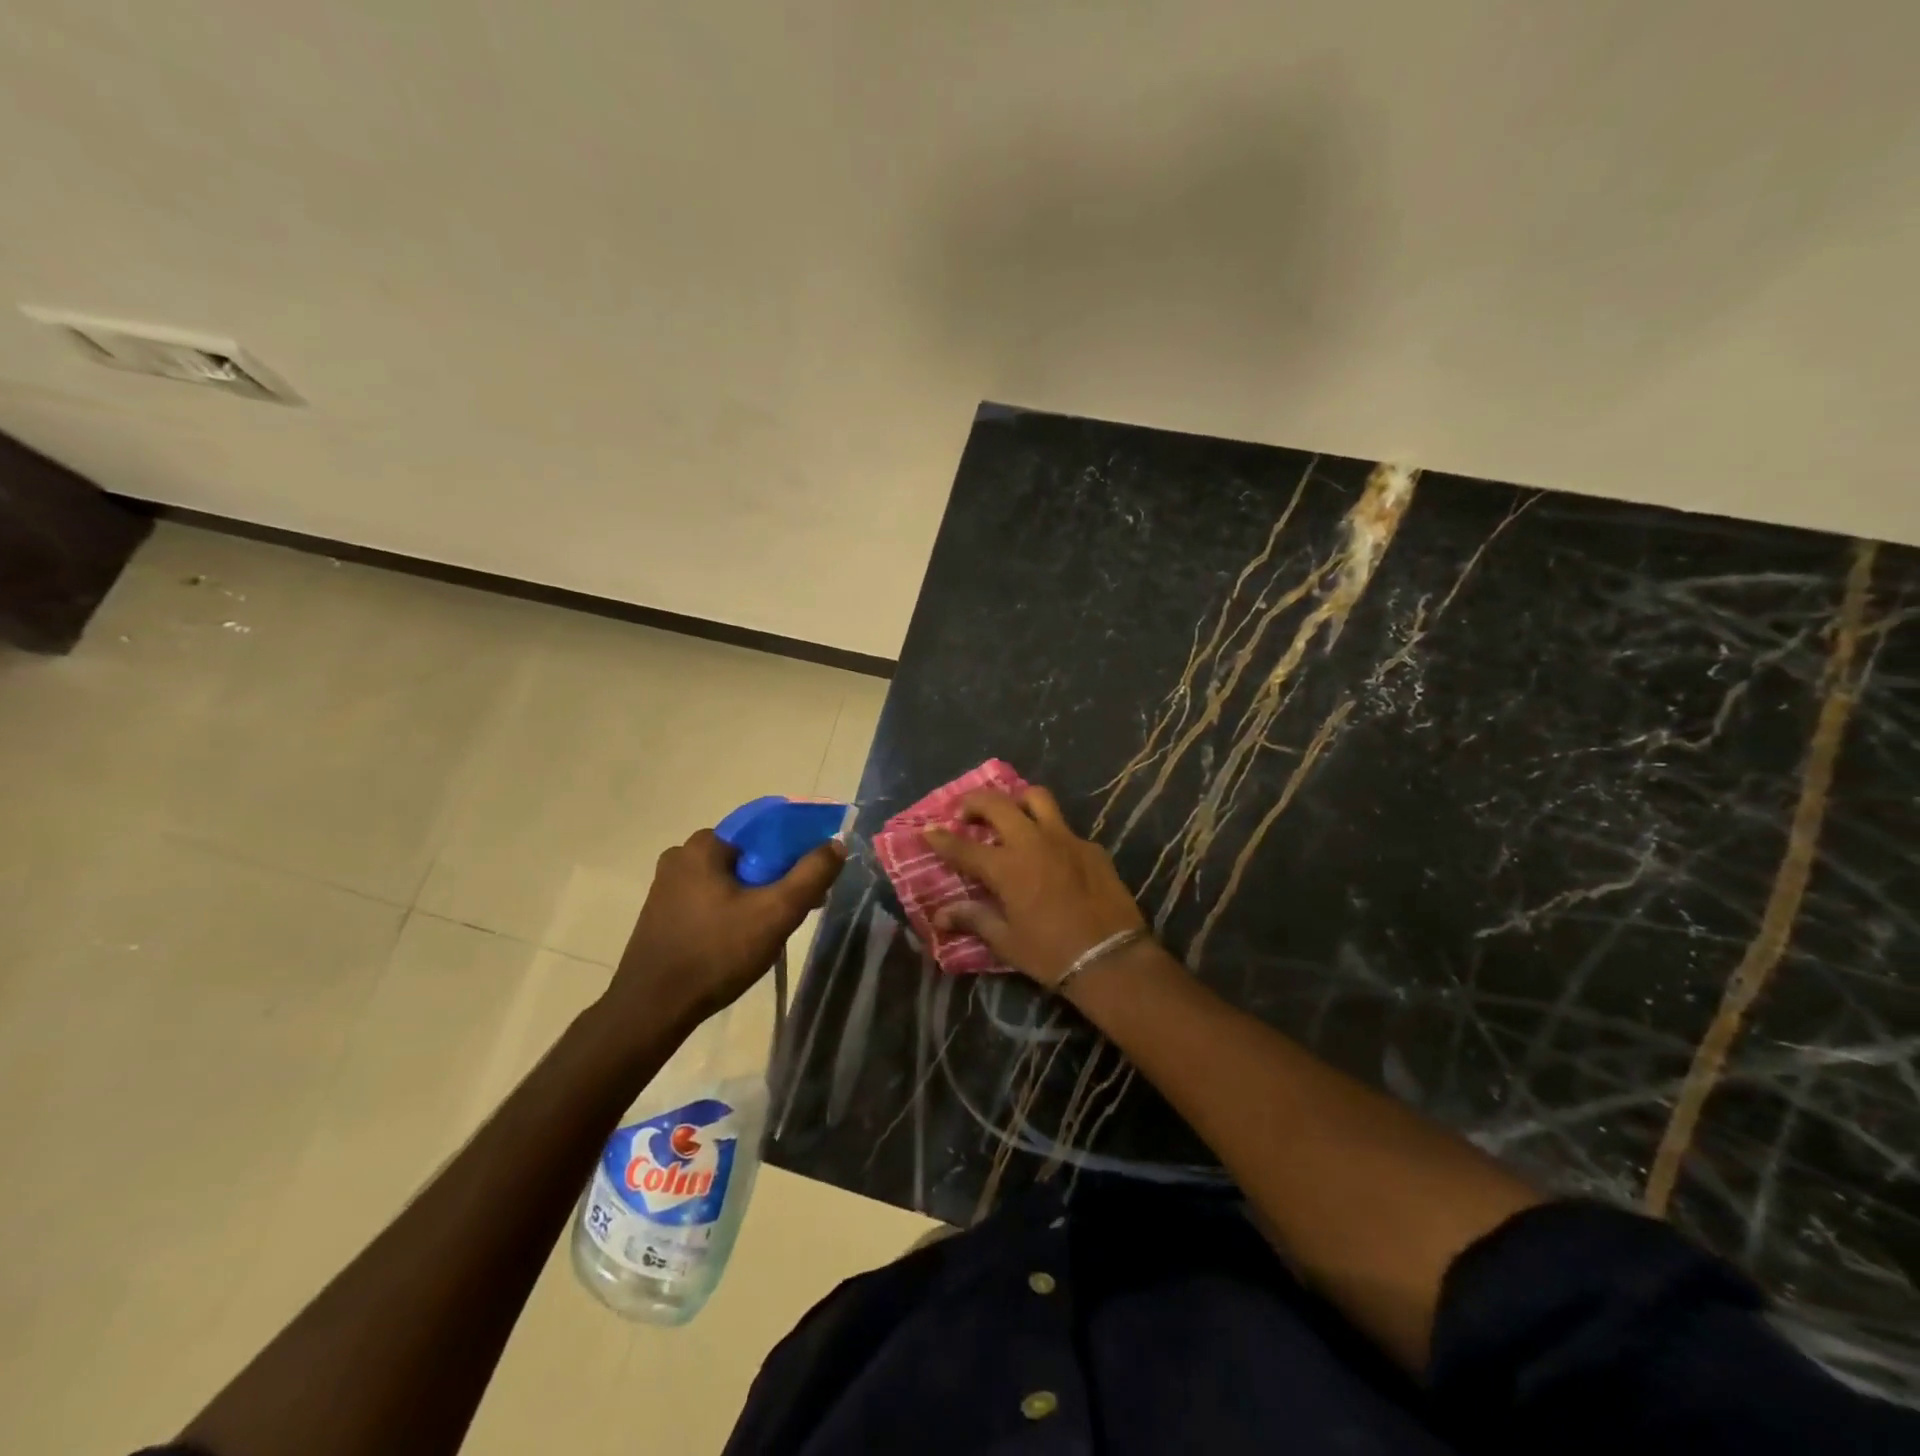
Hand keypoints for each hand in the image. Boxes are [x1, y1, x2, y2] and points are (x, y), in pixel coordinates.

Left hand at [603, 828, 845, 1031]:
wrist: (651, 1010)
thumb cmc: (716, 954)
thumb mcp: (775, 913)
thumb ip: (811, 875)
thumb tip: (836, 843)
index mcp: (704, 845)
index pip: (764, 830)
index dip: (796, 849)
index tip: (814, 878)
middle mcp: (681, 856)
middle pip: (747, 856)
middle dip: (777, 877)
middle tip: (799, 908)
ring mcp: (666, 886)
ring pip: (729, 879)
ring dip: (756, 896)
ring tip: (773, 928)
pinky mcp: (661, 914)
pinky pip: (710, 898)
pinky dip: (732, 909)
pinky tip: (743, 938)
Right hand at [924, 786, 1148, 988]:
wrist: (1111, 958)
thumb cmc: (1051, 954)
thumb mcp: (1006, 941)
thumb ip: (974, 919)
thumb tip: (941, 915)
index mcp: (1007, 867)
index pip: (964, 846)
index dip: (942, 838)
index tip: (928, 830)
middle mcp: (1033, 842)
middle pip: (997, 804)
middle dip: (974, 802)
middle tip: (965, 813)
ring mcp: (1065, 839)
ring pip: (1037, 798)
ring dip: (1016, 800)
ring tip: (1009, 814)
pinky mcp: (1091, 846)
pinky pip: (1065, 828)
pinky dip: (1049, 832)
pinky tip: (1050, 853)